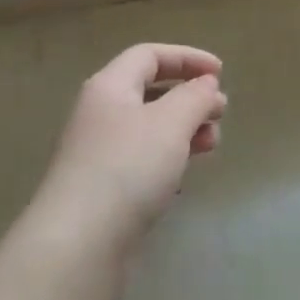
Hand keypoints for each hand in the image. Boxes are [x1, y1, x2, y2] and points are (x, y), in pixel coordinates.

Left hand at [32, 43, 225, 261]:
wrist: (78, 244)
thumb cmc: (127, 169)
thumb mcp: (171, 123)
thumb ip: (194, 97)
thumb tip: (206, 84)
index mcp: (110, 86)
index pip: (149, 55)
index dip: (187, 58)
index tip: (221, 73)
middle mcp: (100, 112)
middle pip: (149, 90)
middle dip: (189, 97)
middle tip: (220, 113)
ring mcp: (98, 152)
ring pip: (149, 127)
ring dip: (183, 129)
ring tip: (211, 144)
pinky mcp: (103, 188)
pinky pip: (142, 159)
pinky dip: (168, 157)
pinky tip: (184, 176)